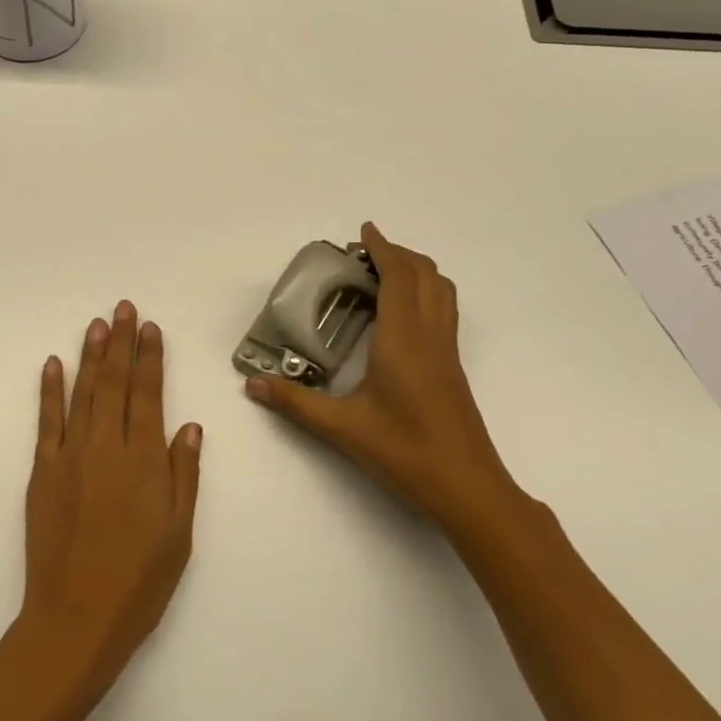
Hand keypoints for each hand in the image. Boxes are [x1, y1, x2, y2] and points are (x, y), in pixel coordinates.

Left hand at [14, 301, 202, 695]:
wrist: (76, 618)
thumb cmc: (139, 581)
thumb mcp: (179, 533)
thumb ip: (183, 475)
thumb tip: (189, 425)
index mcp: (144, 461)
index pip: (148, 394)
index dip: (150, 358)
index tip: (150, 328)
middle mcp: (106, 447)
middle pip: (114, 383)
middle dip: (120, 342)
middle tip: (123, 308)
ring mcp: (70, 456)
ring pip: (82, 393)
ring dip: (90, 356)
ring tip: (97, 324)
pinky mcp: (42, 472)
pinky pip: (47, 421)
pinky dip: (50, 391)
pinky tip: (54, 365)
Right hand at [244, 223, 518, 535]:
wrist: (468, 489)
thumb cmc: (405, 452)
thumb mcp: (342, 428)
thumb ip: (295, 403)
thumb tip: (251, 384)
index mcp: (404, 339)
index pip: (399, 277)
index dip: (383, 248)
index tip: (363, 231)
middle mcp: (430, 336)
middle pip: (426, 275)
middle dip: (398, 254)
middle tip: (364, 254)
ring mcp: (447, 352)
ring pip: (442, 292)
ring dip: (416, 271)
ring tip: (384, 274)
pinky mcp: (453, 368)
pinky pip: (443, 311)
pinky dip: (425, 293)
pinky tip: (400, 316)